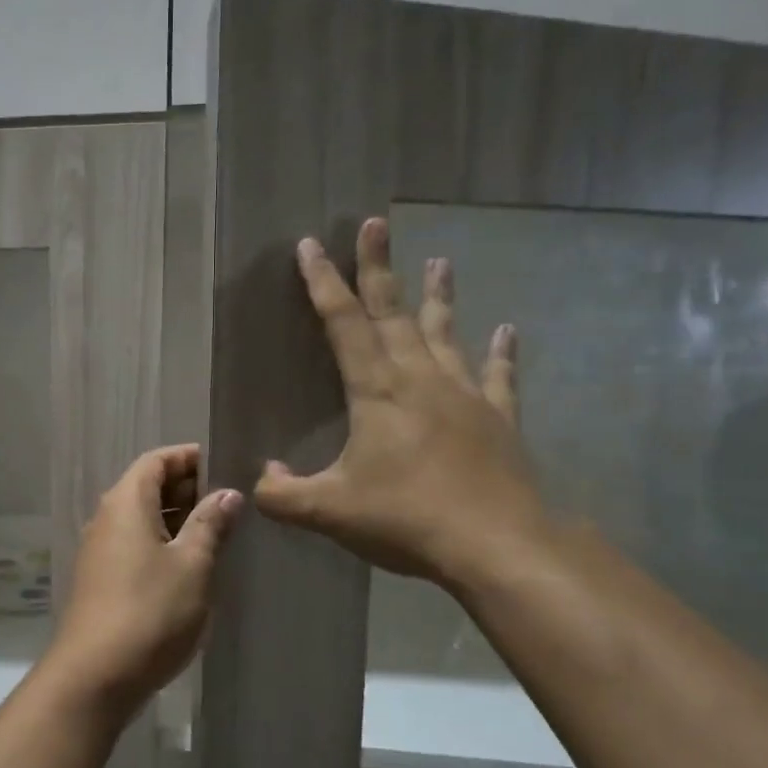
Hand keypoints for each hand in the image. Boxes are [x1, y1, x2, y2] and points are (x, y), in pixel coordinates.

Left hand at [46, 444, 241, 717]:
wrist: (94, 676)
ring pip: (141, 519)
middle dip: (186, 488)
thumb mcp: (192, 565)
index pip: (156, 461)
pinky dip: (162, 543)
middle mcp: (106, 519)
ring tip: (217, 532)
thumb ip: (210, 524)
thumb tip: (227, 493)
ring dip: (176, 519)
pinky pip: (134, 545)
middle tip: (229, 501)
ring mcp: (99, 551)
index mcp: (126, 503)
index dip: (188, 457)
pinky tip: (189, 565)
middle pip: (146, 487)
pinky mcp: (100, 581)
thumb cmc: (150, 611)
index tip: (223, 464)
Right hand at [254, 217, 550, 591]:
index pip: (343, 324)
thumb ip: (282, 494)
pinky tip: (507, 331)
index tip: (311, 245)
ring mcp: (465, 395)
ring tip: (441, 261)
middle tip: (376, 224)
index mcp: (377, 390)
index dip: (323, 283)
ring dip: (438, 297)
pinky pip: (498, 376)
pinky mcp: (497, 419)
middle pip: (394, 312)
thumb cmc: (406, 519)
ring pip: (445, 334)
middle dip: (379, 267)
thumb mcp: (328, 511)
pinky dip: (501, 353)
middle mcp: (421, 379)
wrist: (497, 544)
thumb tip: (260, 477)